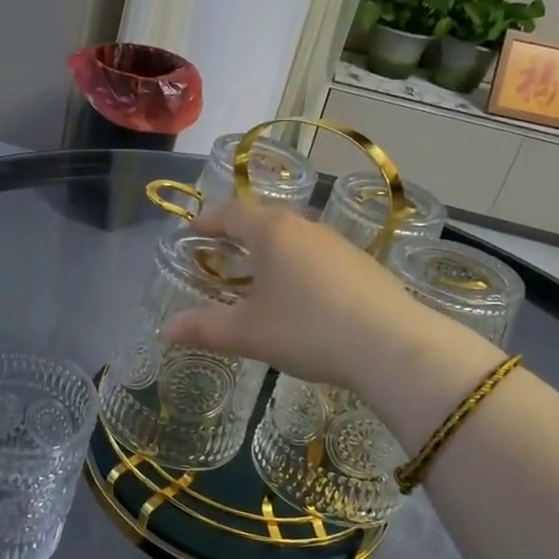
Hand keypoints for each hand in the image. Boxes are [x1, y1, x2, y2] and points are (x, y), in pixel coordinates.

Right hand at [161, 199, 498, 397]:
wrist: (393, 346)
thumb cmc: (308, 329)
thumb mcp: (248, 333)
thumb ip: (204, 328)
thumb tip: (166, 329)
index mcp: (271, 231)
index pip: (230, 212)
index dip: (206, 220)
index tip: (190, 231)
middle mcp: (304, 226)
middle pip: (263, 220)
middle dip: (238, 234)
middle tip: (220, 254)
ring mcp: (338, 243)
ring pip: (293, 237)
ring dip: (270, 251)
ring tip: (258, 277)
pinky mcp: (362, 264)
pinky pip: (317, 256)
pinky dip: (298, 266)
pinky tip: (301, 297)